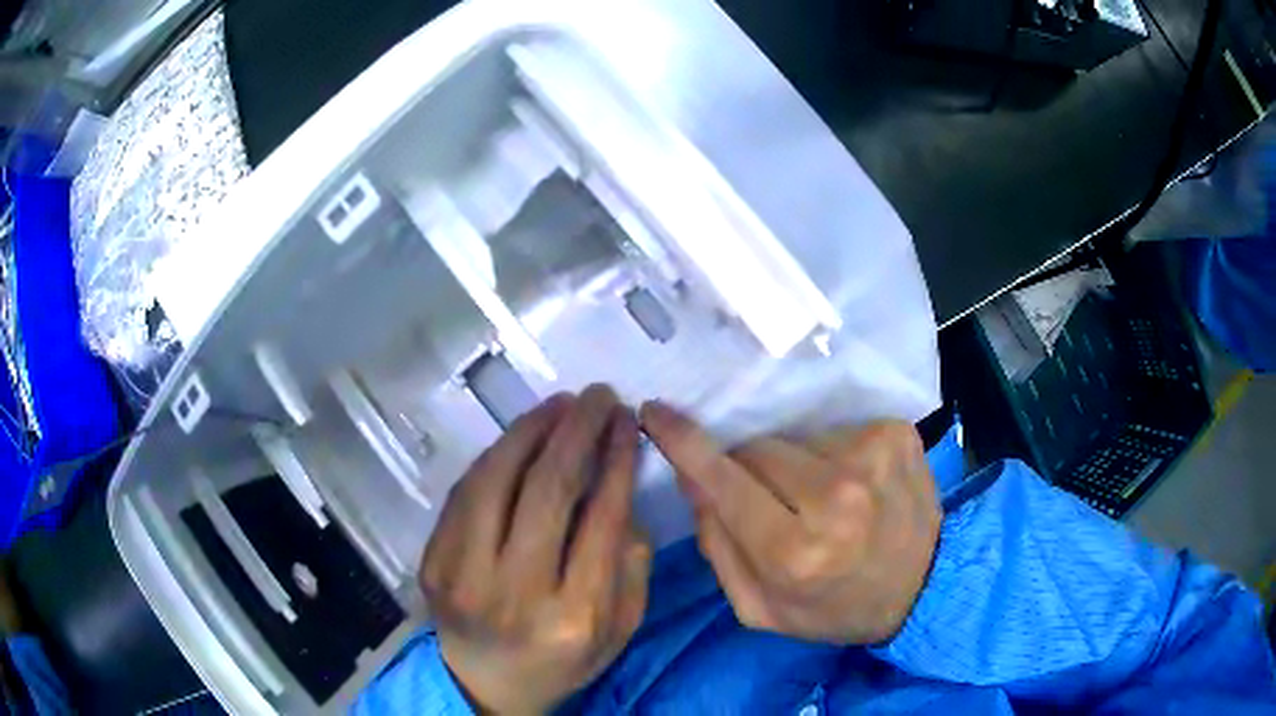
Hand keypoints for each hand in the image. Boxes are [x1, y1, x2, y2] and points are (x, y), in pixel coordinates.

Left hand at [420, 386, 650, 713]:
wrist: (489, 683)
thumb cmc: (565, 659)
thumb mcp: (622, 627)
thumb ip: (632, 562)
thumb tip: (618, 485)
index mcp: (574, 617)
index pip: (601, 517)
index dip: (617, 457)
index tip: (628, 421)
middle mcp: (514, 594)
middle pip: (547, 489)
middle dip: (578, 429)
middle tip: (600, 396)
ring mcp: (462, 577)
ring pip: (496, 479)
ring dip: (531, 429)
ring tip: (560, 404)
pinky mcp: (431, 563)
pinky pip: (464, 493)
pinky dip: (495, 456)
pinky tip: (520, 437)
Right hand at [640, 401, 939, 644]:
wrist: (921, 589)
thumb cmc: (832, 608)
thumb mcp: (758, 606)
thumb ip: (716, 544)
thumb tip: (691, 476)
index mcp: (796, 553)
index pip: (723, 480)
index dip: (683, 444)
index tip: (654, 413)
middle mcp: (837, 498)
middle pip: (756, 450)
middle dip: (748, 469)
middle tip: (771, 500)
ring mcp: (872, 458)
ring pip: (794, 439)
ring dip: (793, 463)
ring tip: (819, 498)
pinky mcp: (896, 434)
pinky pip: (833, 430)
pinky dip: (830, 453)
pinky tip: (851, 485)